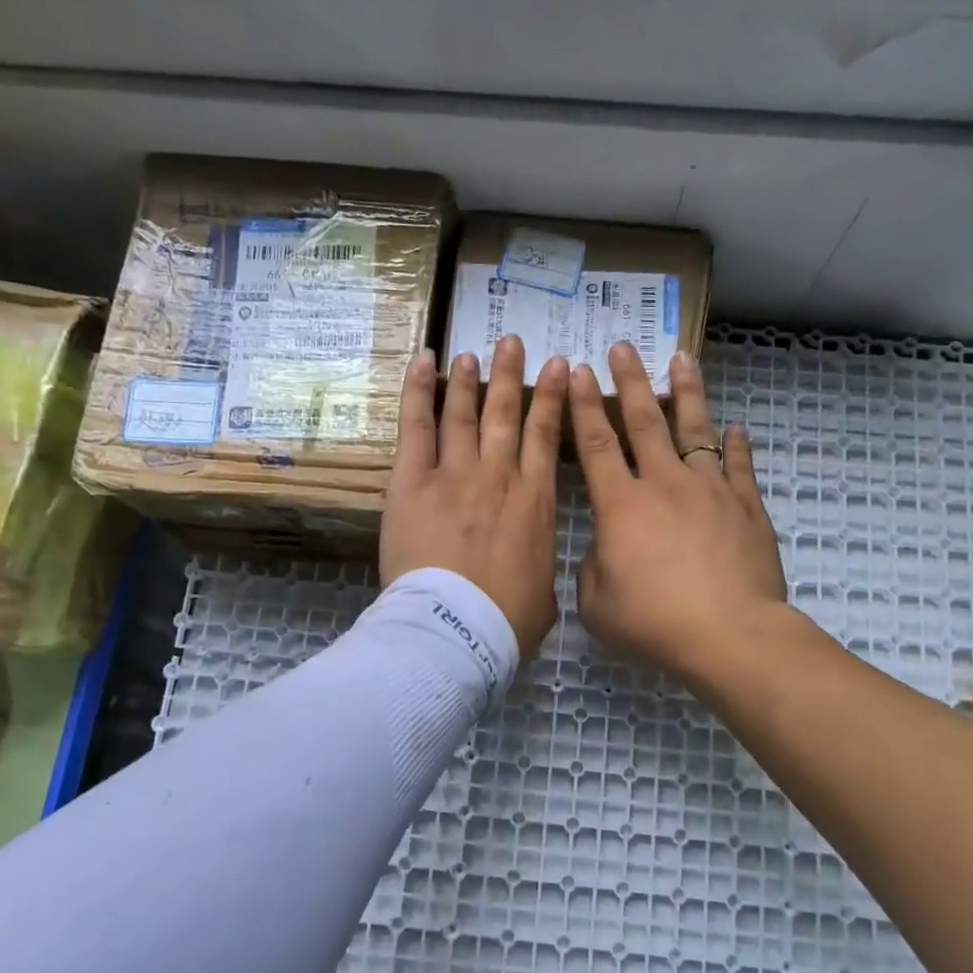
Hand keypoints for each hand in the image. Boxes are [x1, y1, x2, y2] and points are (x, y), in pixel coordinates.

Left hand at [382, 336, 568, 656]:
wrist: (457, 629)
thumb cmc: (506, 622)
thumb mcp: (544, 596)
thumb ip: (540, 568)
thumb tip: (535, 567)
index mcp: (536, 502)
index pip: (547, 437)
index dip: (552, 399)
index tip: (558, 368)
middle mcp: (500, 476)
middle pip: (507, 414)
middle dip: (512, 375)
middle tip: (513, 343)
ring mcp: (456, 473)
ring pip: (465, 413)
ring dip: (470, 379)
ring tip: (473, 353)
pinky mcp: (414, 480)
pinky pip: (417, 425)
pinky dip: (419, 390)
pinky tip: (424, 362)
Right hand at [571, 342, 787, 685]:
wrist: (730, 635)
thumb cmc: (655, 622)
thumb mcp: (597, 605)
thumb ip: (592, 569)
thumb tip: (606, 549)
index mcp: (622, 505)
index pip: (597, 445)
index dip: (586, 407)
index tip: (581, 371)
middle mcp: (665, 484)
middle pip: (645, 422)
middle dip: (631, 381)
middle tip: (624, 347)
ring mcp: (710, 491)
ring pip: (696, 430)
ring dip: (687, 393)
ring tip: (683, 359)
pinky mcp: (747, 507)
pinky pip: (739, 466)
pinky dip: (735, 445)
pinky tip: (735, 428)